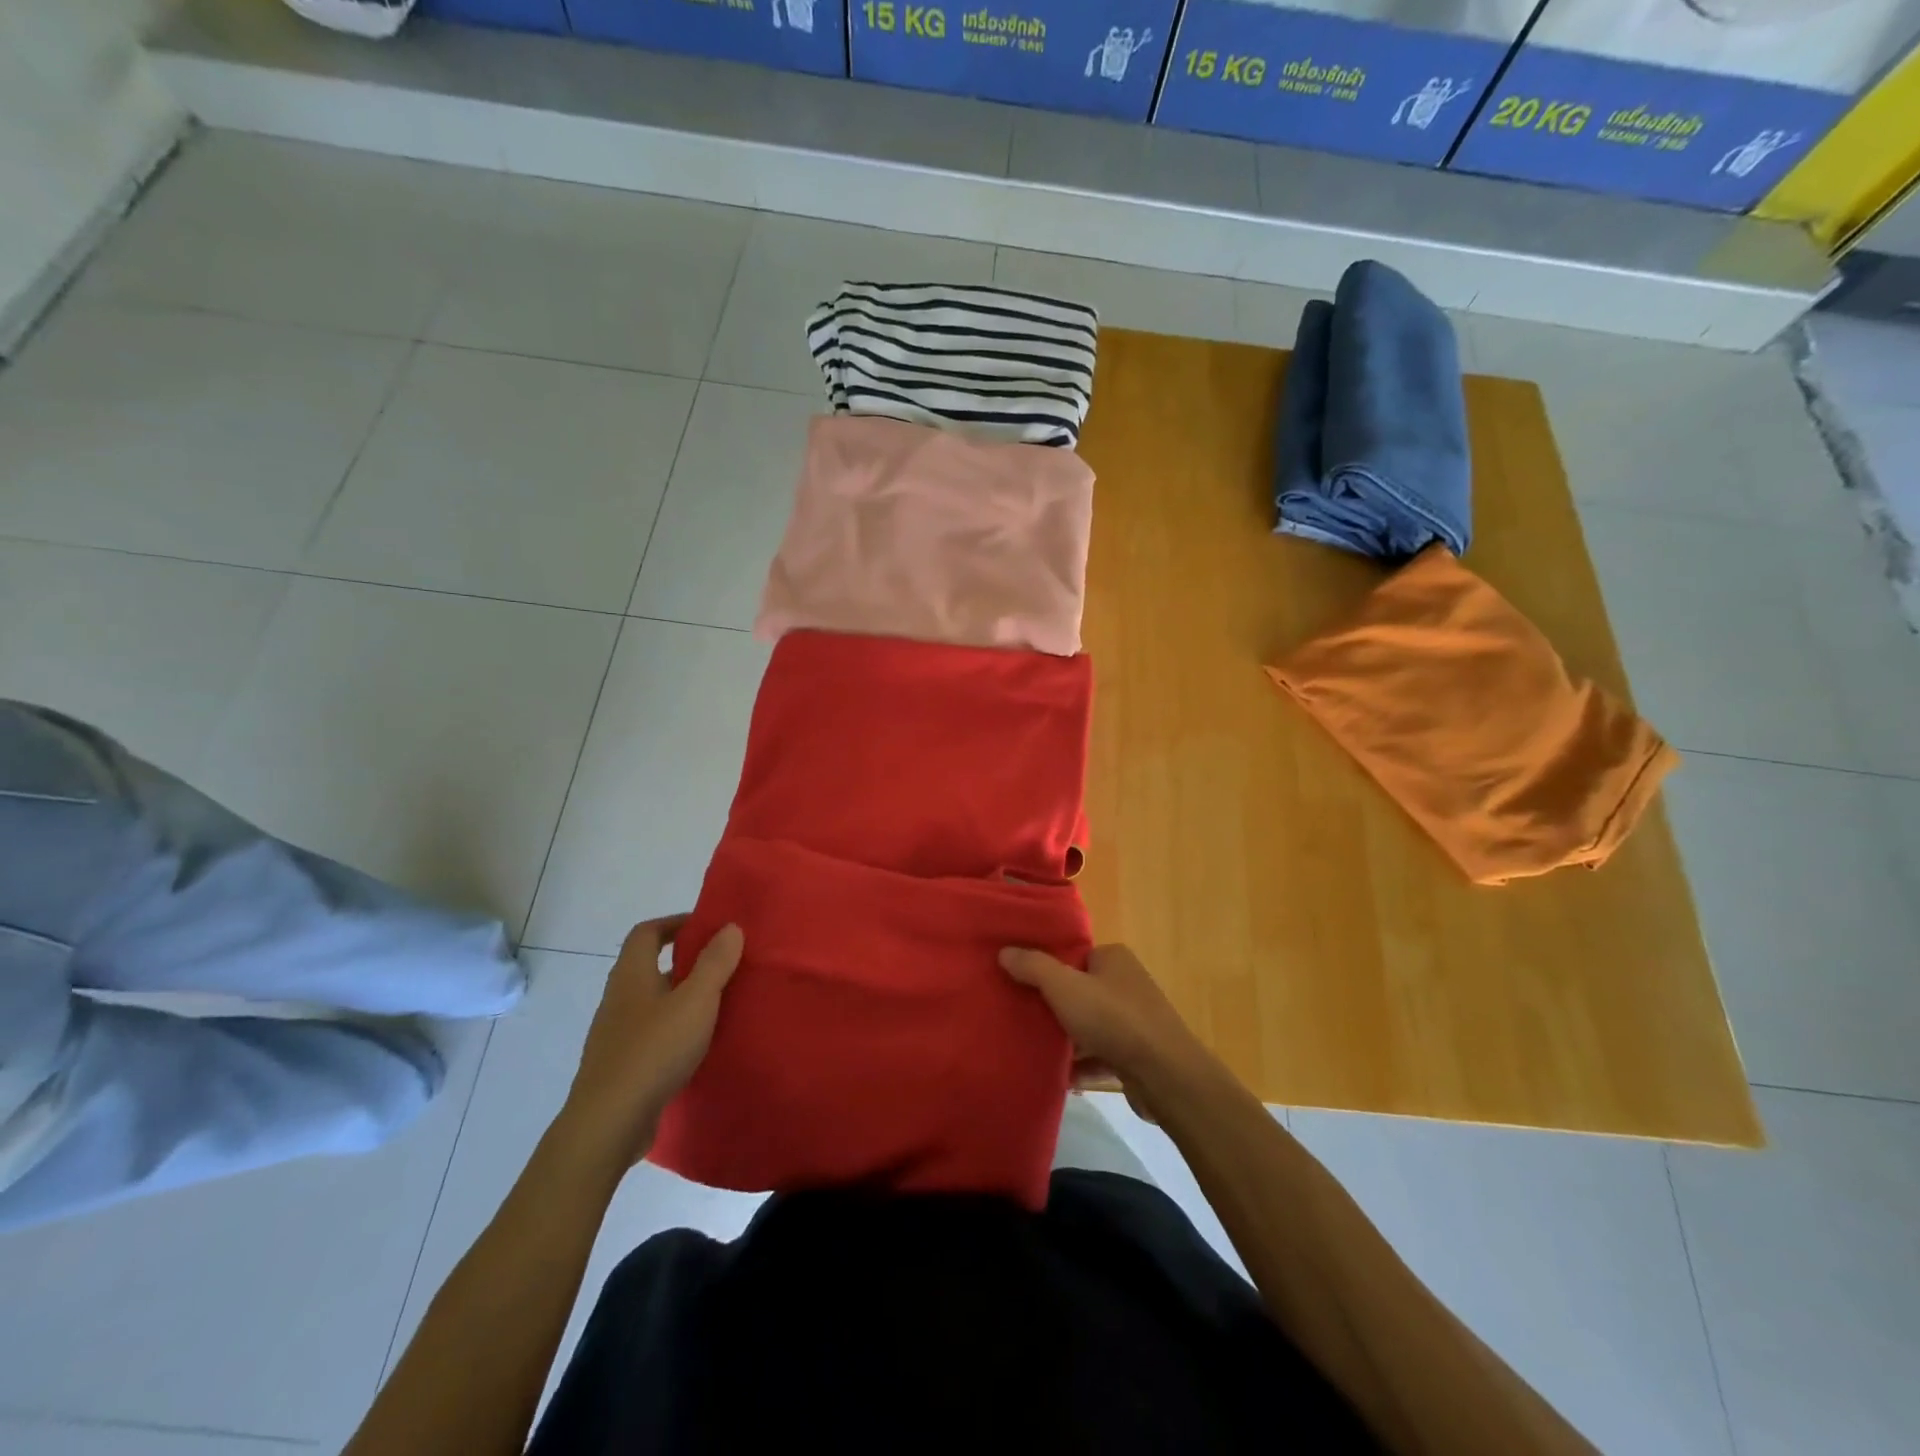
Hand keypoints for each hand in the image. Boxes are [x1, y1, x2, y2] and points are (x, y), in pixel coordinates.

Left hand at [559, 915, 742, 1168]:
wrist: (609, 1123)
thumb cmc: (654, 1050)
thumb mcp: (696, 1000)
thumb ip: (715, 963)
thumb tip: (729, 927)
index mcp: (631, 975)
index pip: (646, 933)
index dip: (674, 923)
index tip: (707, 928)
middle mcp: (618, 999)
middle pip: (648, 968)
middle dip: (683, 963)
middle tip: (722, 966)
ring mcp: (614, 1036)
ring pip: (651, 1004)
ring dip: (680, 999)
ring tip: (716, 1006)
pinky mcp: (620, 1068)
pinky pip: (650, 1036)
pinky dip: (673, 1031)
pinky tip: (696, 1047)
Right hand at [998, 943, 1216, 1116]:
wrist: (1165, 1076)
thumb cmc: (1114, 1020)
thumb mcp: (1065, 987)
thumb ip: (1033, 967)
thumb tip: (1004, 951)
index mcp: (1114, 959)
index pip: (1074, 956)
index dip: (1047, 967)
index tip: (1019, 982)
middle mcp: (1127, 984)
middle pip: (1079, 991)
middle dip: (1052, 1006)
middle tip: (1020, 1016)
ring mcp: (1134, 1022)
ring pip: (1089, 1026)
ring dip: (1065, 1039)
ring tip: (1030, 1047)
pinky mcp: (1136, 1057)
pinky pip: (1100, 1057)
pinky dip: (1080, 1066)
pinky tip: (1057, 1077)